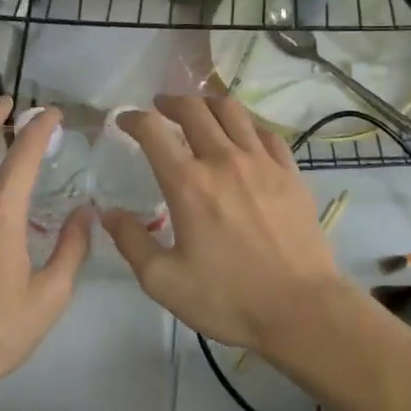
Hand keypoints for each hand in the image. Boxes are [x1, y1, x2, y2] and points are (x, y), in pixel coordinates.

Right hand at [99, 95, 348, 351]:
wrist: (302, 309)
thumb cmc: (229, 299)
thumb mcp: (164, 281)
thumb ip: (131, 242)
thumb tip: (108, 212)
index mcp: (188, 184)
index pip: (153, 131)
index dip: (133, 119)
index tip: (124, 120)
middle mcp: (224, 160)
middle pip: (194, 109)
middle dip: (171, 101)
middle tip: (160, 107)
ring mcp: (262, 162)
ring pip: (232, 111)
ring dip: (208, 104)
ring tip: (199, 111)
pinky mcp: (290, 173)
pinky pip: (266, 133)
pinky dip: (247, 124)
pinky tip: (243, 135)